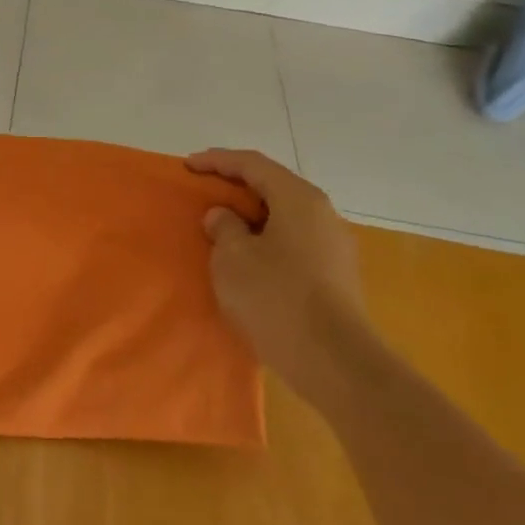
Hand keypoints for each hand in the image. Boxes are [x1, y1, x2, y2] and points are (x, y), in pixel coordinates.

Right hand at [185, 149, 370, 401]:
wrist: (335, 363)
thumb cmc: (276, 298)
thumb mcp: (232, 258)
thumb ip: (223, 228)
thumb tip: (224, 217)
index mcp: (298, 198)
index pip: (253, 164)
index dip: (217, 161)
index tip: (188, 166)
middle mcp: (323, 213)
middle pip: (273, 187)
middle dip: (236, 186)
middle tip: (204, 191)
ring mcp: (335, 246)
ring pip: (285, 216)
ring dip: (252, 216)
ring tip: (222, 226)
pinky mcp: (337, 276)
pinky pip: (294, 242)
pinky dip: (267, 240)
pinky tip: (249, 259)